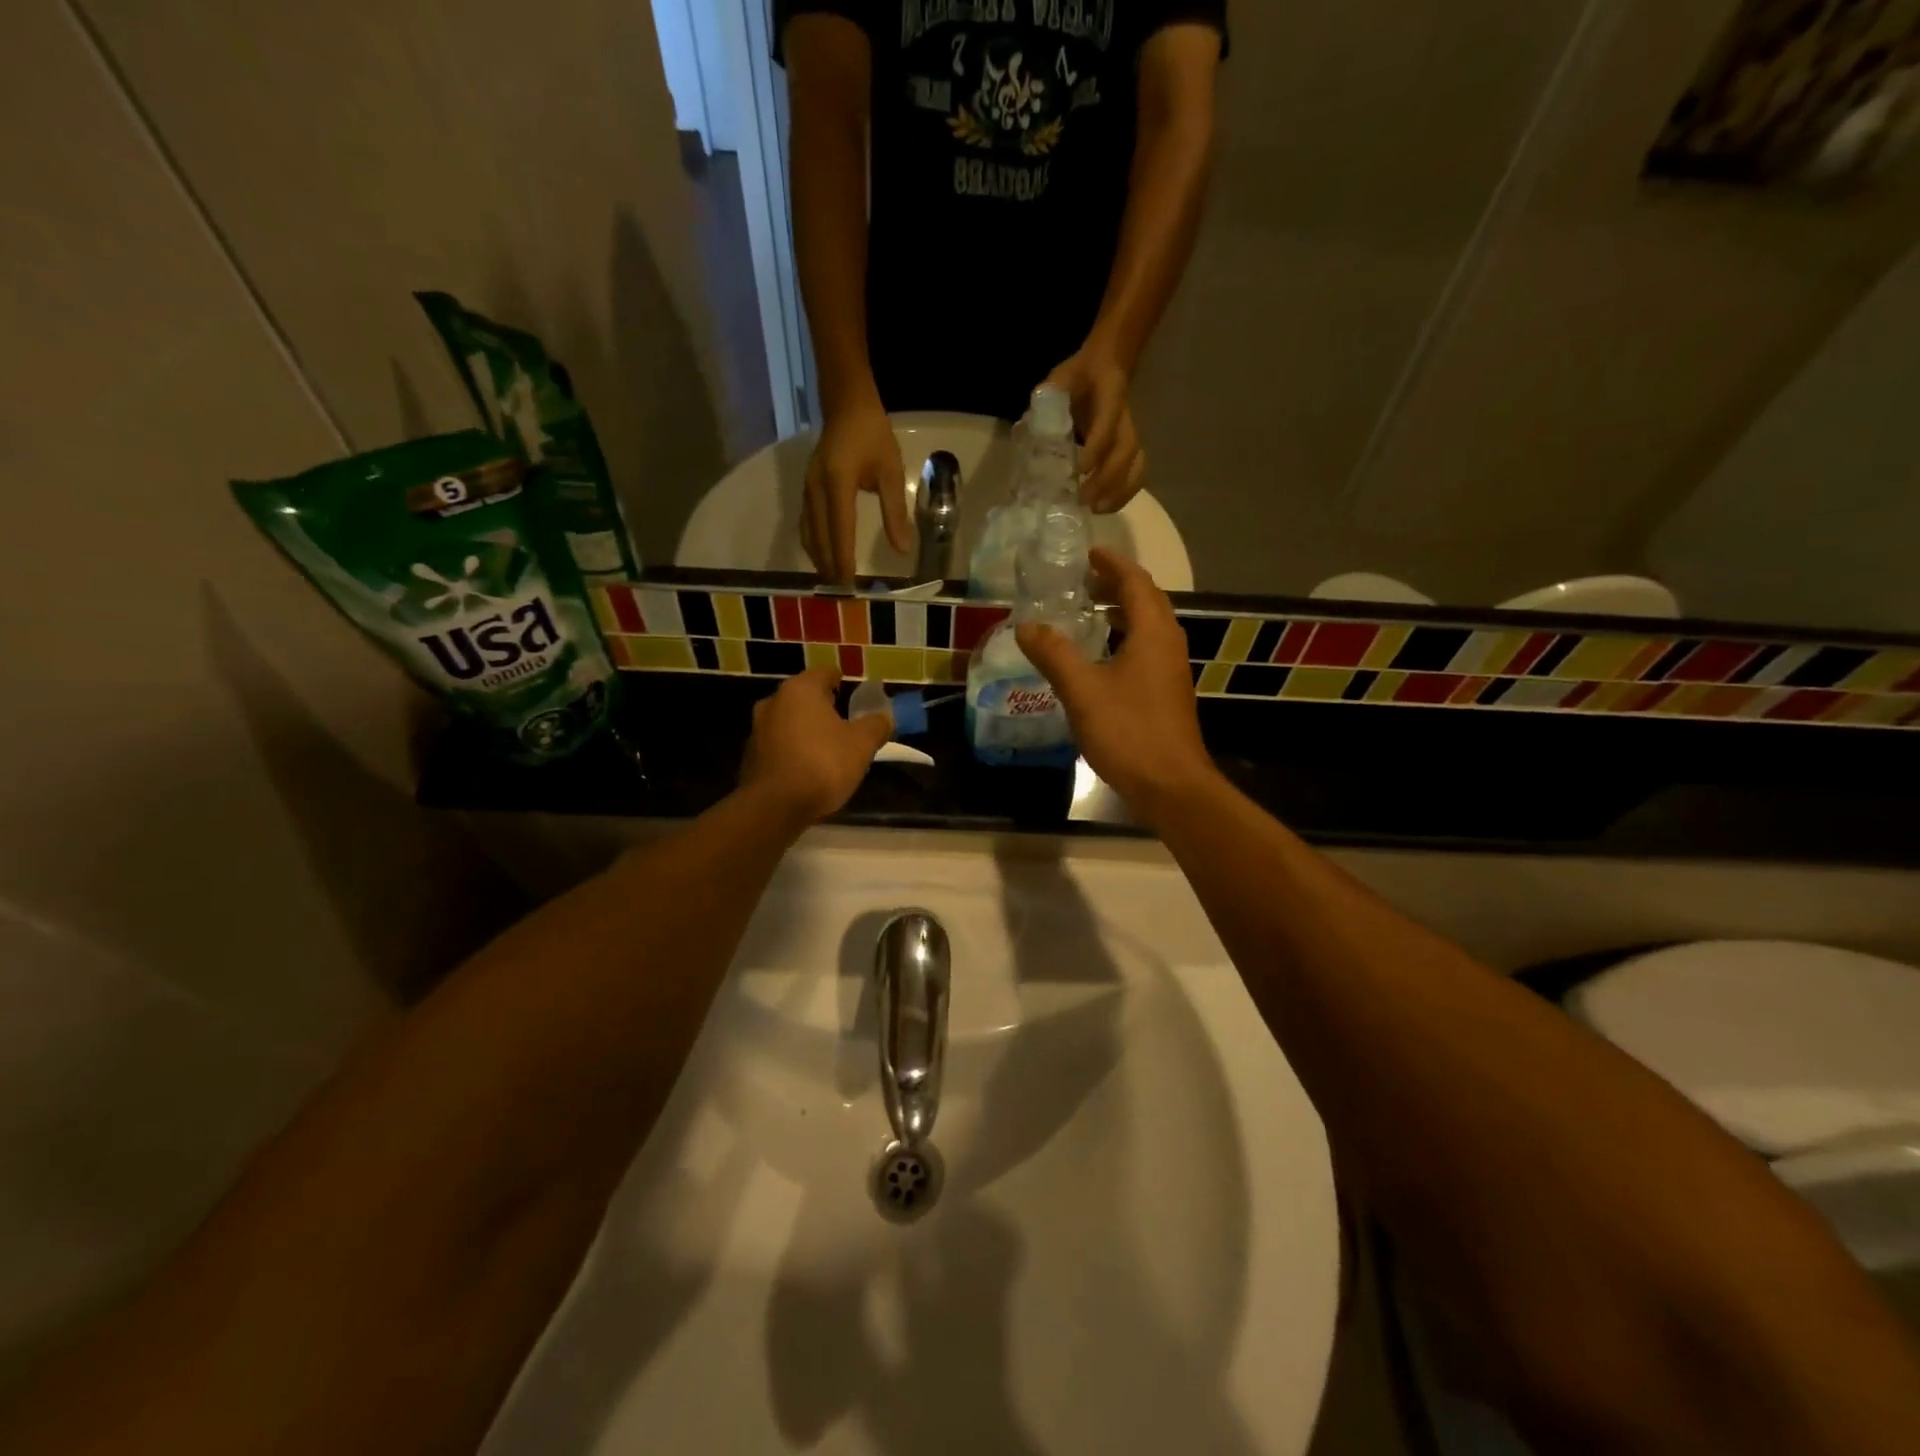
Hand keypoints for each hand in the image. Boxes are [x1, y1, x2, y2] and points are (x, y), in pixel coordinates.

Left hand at [739, 667, 891, 826]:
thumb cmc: (823, 764)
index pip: (825, 673)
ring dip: (806, 729)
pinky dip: (793, 750)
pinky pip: (778, 745)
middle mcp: (774, 701)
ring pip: (789, 721)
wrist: (775, 806)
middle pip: (805, 697)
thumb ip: (876, 725)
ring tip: (828, 748)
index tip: (855, 696)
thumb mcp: (862, 744)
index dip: (843, 682)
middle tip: (846, 723)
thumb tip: (885, 716)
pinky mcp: (750, 756)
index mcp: (800, 689)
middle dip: (824, 707)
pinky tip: (808, 768)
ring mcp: (757, 729)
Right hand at [801, 398, 909, 581]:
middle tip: (842, 593)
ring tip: (833, 582)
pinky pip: (807, 524)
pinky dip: (814, 545)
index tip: (848, 582)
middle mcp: (816, 489)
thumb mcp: (891, 471)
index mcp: (838, 482)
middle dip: (829, 565)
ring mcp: (807, 490)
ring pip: (809, 533)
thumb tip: (902, 549)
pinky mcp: (806, 490)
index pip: (840, 528)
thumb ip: (895, 511)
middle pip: (819, 536)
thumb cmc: (873, 435)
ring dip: (819, 559)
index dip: (843, 557)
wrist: (846, 405)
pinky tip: (824, 559)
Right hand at [1015, 548, 1213, 826]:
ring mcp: (1170, 671)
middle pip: (1146, 601)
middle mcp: (1168, 645)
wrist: (1170, 785)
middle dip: (1116, 585)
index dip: (1112, 564)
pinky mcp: (1167, 694)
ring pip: (1147, 627)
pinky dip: (1123, 639)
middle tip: (1082, 581)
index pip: (1136, 583)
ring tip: (1087, 613)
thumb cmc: (1129, 732)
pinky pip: (1146, 650)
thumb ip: (1054, 654)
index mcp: (1153, 633)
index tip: (1088, 552)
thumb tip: (1026, 625)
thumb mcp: (1082, 690)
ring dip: (1121, 613)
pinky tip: (1099, 658)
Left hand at [1043, 347, 1145, 513]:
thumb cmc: (1080, 376)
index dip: (1096, 448)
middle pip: (1126, 451)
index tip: (1079, 470)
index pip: (1107, 424)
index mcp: (1110, 396)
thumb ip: (1049, 395)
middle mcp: (1125, 418)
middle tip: (1084, 500)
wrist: (1106, 366)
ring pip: (1136, 465)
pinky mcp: (1131, 448)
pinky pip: (1137, 473)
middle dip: (1107, 478)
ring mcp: (1131, 434)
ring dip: (1119, 491)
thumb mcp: (1061, 377)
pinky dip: (1125, 494)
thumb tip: (1032, 423)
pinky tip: (1106, 507)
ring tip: (1097, 510)